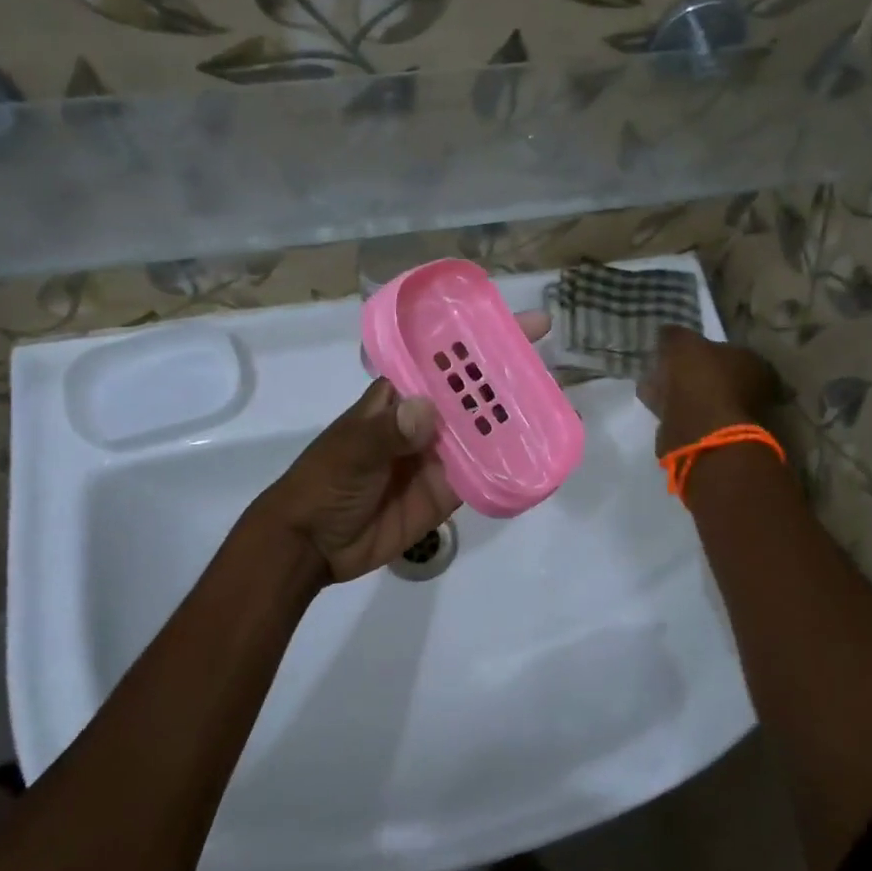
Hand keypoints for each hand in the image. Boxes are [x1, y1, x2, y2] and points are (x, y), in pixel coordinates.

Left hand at [257, 312, 549, 584]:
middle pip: (473, 394)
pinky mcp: (448, 492)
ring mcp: (439, 456)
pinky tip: (540, 457)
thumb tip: (426, 409)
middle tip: (556, 368)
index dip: (480, 340)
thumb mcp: (349, 452)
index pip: (445, 359)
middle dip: (510, 379)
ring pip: (485, 433)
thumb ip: (385, 432)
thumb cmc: (323, 483)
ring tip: (560, 409)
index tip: (522, 324)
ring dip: (518, 421)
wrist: (311, 546)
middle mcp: (425, 420)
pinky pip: (485, 475)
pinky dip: (510, 466)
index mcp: (400, 396)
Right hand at [637, 325, 780, 457]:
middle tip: (665, 369)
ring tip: (652, 387)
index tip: (681, 351)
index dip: (704, 349)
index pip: (729, 350)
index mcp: (752, 362)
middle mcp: (752, 390)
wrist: (701, 432)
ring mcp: (735, 417)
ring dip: (680, 394)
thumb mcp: (683, 343)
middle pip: (716, 376)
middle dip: (691, 373)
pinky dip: (675, 412)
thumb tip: (668, 331)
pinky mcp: (717, 439)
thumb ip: (675, 334)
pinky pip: (691, 418)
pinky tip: (654, 406)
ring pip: (701, 399)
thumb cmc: (700, 379)